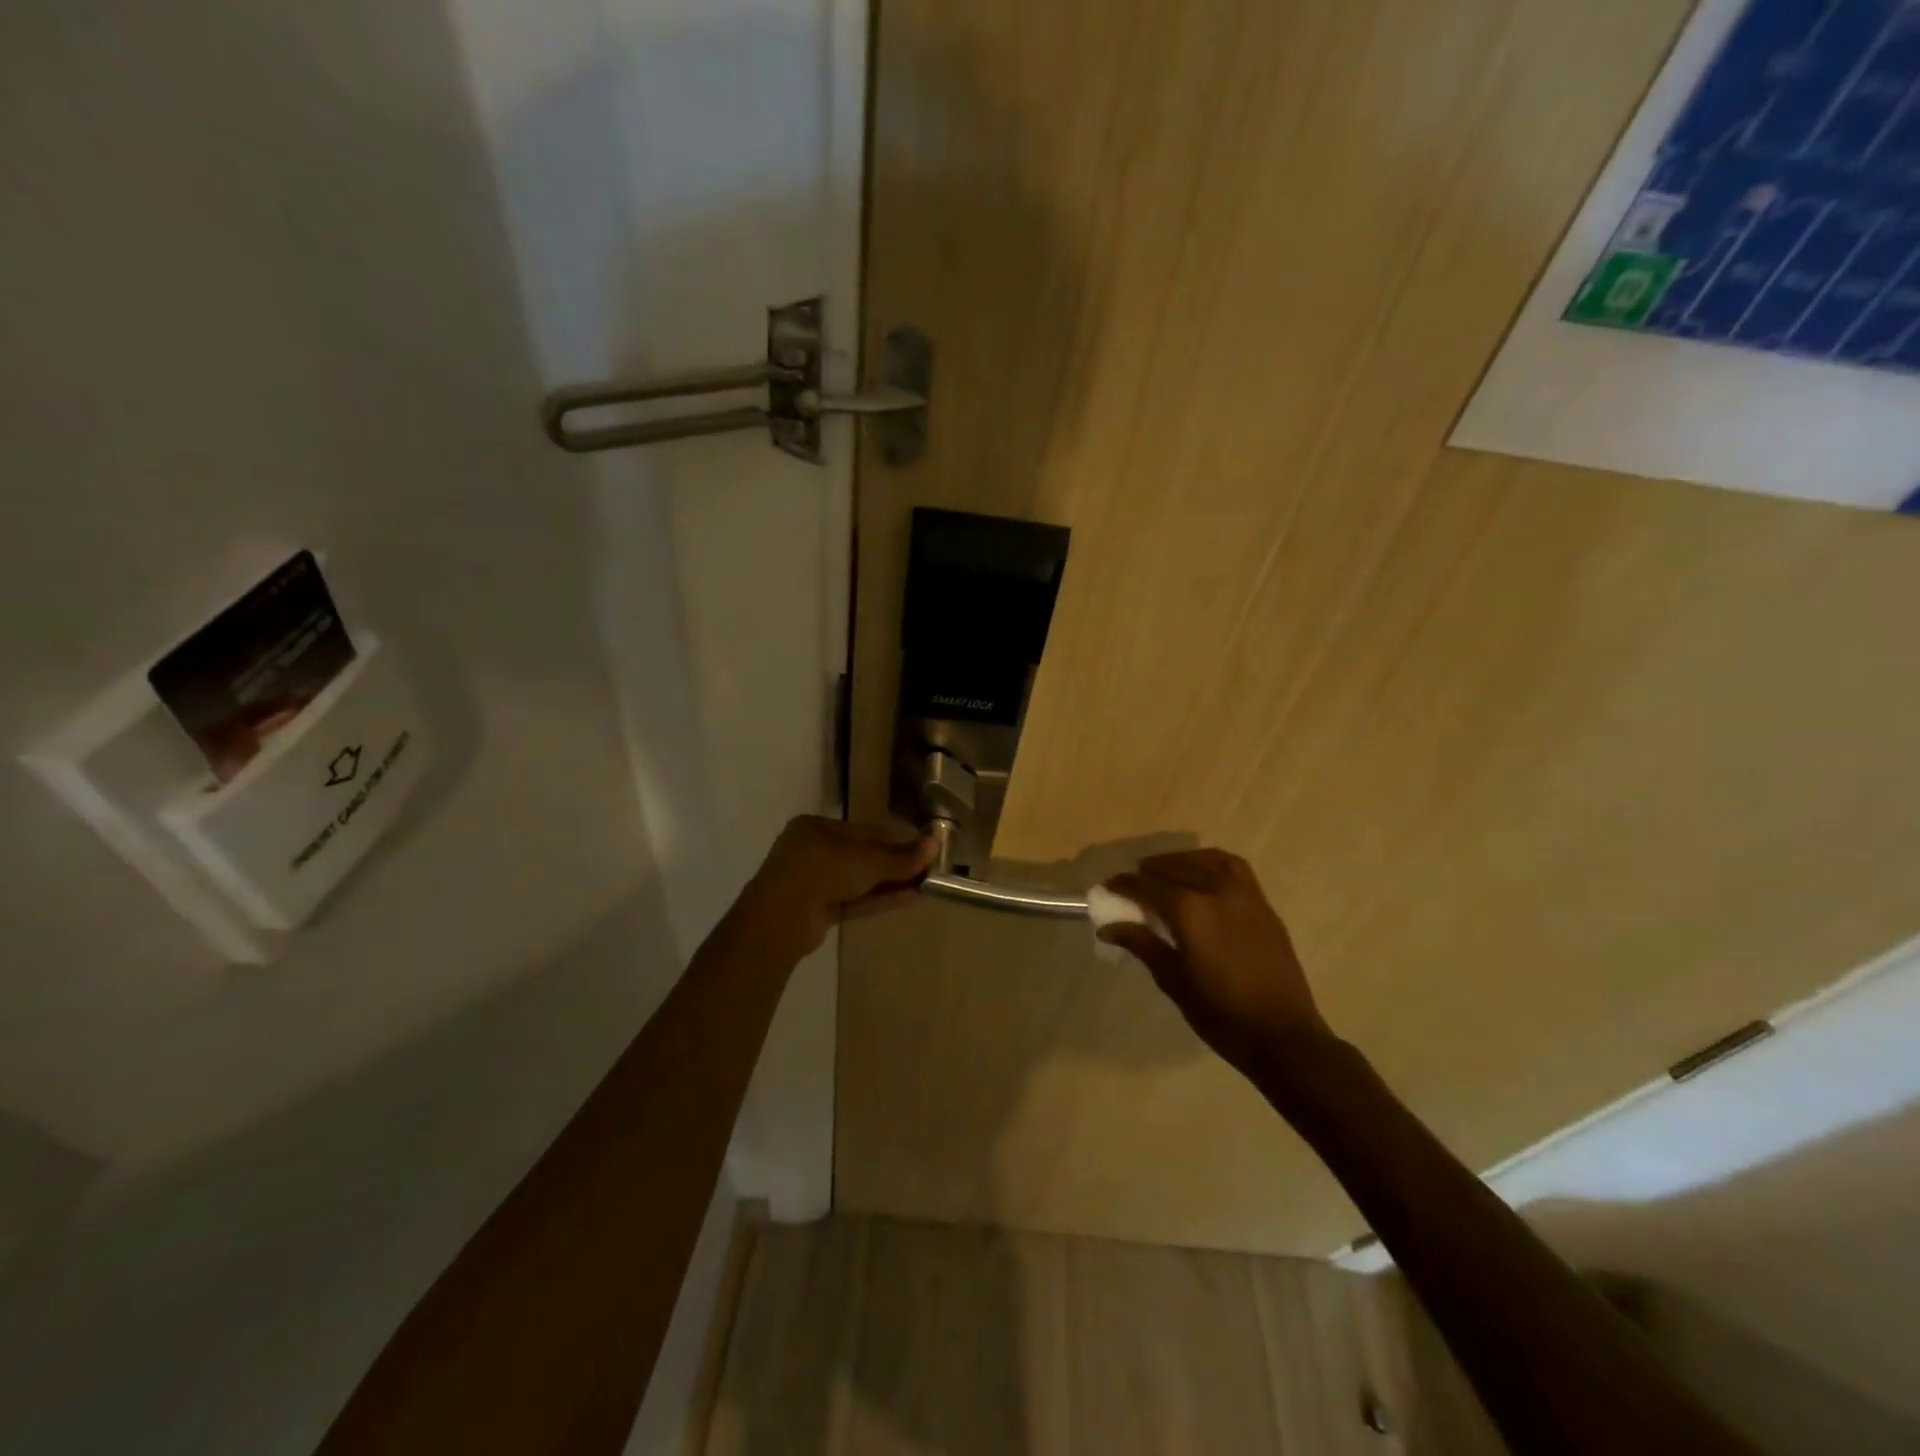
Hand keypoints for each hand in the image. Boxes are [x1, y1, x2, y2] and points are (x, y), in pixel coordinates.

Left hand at [743, 816, 937, 956]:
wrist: (781, 919)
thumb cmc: (822, 870)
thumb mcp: (867, 860)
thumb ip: (900, 857)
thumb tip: (935, 845)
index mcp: (816, 828)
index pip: (864, 831)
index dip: (896, 840)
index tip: (924, 847)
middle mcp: (813, 851)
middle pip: (863, 856)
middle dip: (895, 864)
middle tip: (929, 869)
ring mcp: (814, 883)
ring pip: (860, 881)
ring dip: (892, 883)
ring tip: (926, 885)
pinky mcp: (819, 911)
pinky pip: (855, 900)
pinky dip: (880, 899)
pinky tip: (911, 898)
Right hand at [1101, 850, 1330, 1072]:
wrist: (1283, 1035)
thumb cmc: (1221, 1014)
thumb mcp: (1173, 981)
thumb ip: (1142, 944)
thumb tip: (1108, 927)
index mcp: (1190, 910)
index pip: (1146, 885)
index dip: (1123, 885)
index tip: (1107, 888)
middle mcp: (1216, 891)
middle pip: (1173, 868)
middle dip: (1147, 873)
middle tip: (1131, 885)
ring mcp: (1244, 894)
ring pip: (1206, 860)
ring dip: (1180, 861)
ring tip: (1164, 872)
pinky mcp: (1263, 905)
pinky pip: (1234, 868)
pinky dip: (1211, 863)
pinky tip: (1202, 874)